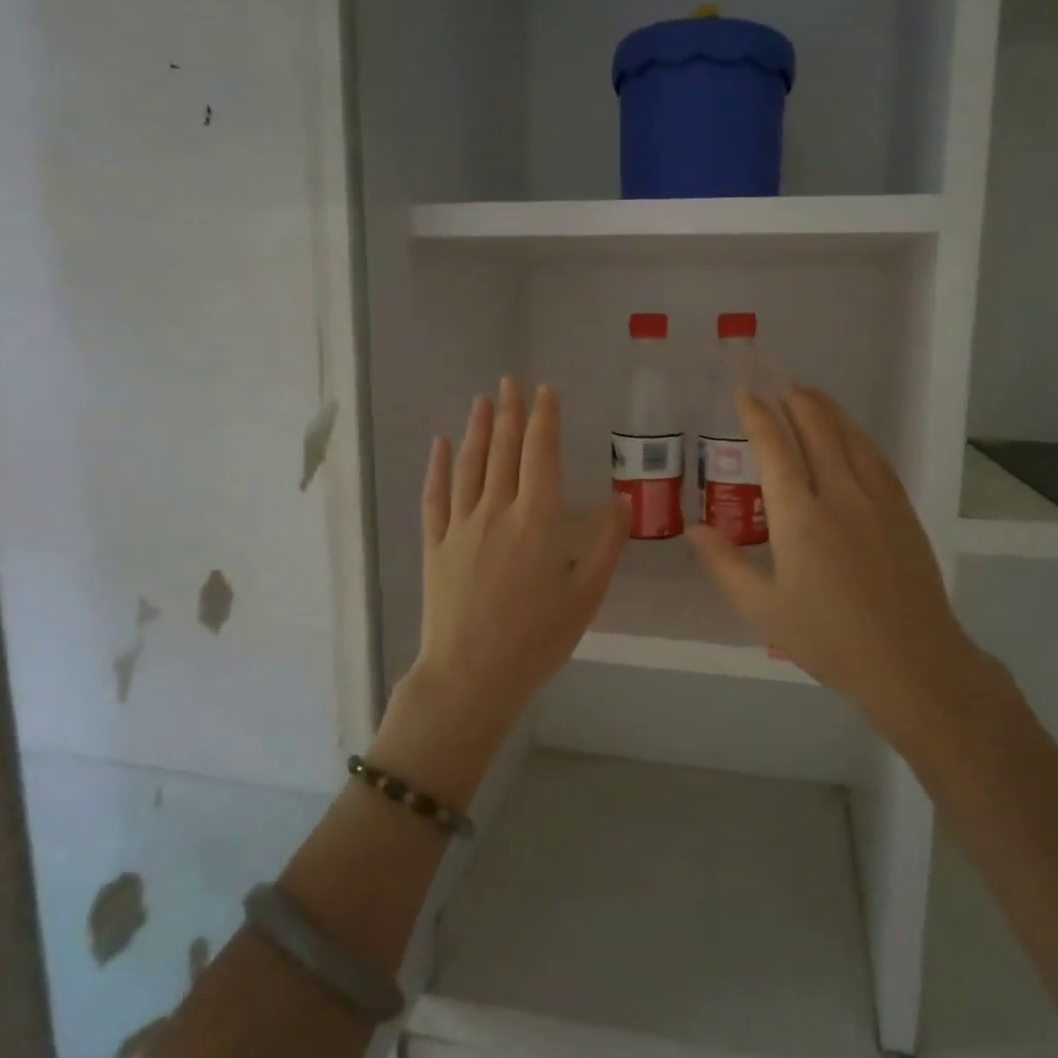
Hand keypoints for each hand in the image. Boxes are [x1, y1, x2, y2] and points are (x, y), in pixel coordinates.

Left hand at [371, 379, 628, 806]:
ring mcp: (460, 527)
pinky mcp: (435, 546)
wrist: (472, 676)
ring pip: (469, 466)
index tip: (546, 390)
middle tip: (511, 380)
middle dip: (510, 412)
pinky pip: (435, 497)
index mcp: (536, 520)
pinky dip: (438, 468)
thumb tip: (622, 500)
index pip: (541, 454)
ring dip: (477, 430)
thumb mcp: (586, 595)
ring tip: (482, 400)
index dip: (544, 418)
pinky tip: (440, 446)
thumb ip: (605, 544)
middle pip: (504, 451)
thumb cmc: (537, 639)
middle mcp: (496, 511)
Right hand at [689, 385, 988, 738]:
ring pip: (850, 437)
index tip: (745, 395)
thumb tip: (695, 529)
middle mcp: (840, 495)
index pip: (776, 449)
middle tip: (777, 384)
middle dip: (795, 400)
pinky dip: (856, 435)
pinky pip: (875, 457)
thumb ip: (726, 565)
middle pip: (817, 430)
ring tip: (809, 395)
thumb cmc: (830, 640)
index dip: (758, 416)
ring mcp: (878, 499)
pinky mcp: (903, 510)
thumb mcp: (764, 610)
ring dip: (827, 410)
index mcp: (800, 518)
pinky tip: (849, 435)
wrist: (912, 662)